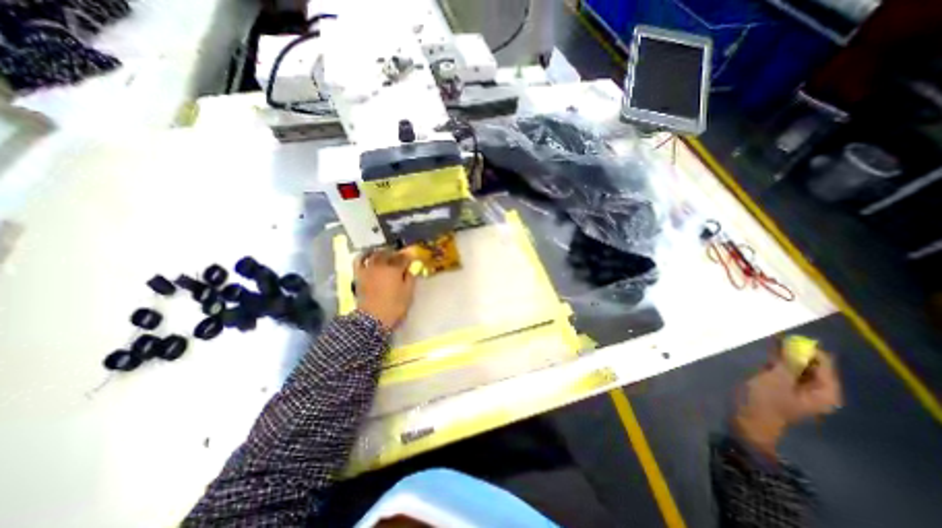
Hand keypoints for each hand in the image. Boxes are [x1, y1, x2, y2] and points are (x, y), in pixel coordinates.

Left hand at [356, 248, 416, 328]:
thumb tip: (410, 269)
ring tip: (386, 254)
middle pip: (389, 253)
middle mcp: (381, 265)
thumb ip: (410, 278)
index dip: (409, 257)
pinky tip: (368, 255)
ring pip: (375, 254)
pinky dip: (363, 255)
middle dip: (396, 253)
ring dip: (382, 252)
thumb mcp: (408, 293)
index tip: (413, 258)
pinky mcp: (359, 274)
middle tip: (400, 257)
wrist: (373, 318)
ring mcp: (369, 269)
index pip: (404, 258)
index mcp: (395, 269)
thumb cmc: (394, 306)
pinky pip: (359, 260)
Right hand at [752, 345, 846, 423]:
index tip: (787, 337)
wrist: (749, 419)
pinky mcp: (784, 389)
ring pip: (797, 367)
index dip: (807, 349)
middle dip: (795, 351)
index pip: (824, 363)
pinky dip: (778, 362)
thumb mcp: (776, 378)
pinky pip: (786, 371)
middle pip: (812, 365)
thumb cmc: (765, 400)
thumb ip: (789, 361)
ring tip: (771, 344)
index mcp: (825, 391)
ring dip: (784, 355)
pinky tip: (767, 356)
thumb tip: (796, 344)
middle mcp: (818, 390)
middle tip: (776, 338)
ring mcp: (800, 390)